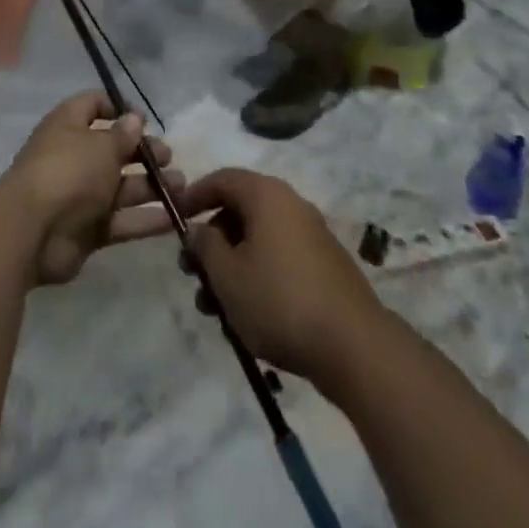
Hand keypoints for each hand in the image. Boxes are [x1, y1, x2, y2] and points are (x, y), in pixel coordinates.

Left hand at [0, 91, 180, 286]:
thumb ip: (122, 135)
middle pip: (113, 149)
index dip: (118, 109)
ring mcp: (81, 195)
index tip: (145, 120)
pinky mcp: (88, 230)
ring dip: (152, 186)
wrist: (31, 231)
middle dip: (143, 152)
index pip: (93, 105)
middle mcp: (74, 156)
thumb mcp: (101, 146)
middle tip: (169, 157)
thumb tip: (134, 118)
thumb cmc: (68, 172)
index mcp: (68, 125)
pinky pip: (122, 220)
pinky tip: (175, 219)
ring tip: (182, 187)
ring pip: (121, 187)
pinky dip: (146, 219)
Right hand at [180, 169, 386, 383]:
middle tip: (192, 274)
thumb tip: (198, 230)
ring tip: (213, 309)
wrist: (355, 348)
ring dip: (231, 267)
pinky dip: (256, 277)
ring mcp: (311, 236)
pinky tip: (246, 316)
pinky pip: (279, 259)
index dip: (193, 196)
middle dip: (211, 242)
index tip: (173, 218)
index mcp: (266, 195)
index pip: (222, 180)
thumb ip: (205, 246)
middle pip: (239, 212)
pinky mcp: (325, 267)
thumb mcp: (227, 275)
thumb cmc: (279, 301)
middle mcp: (291, 205)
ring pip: (258, 241)